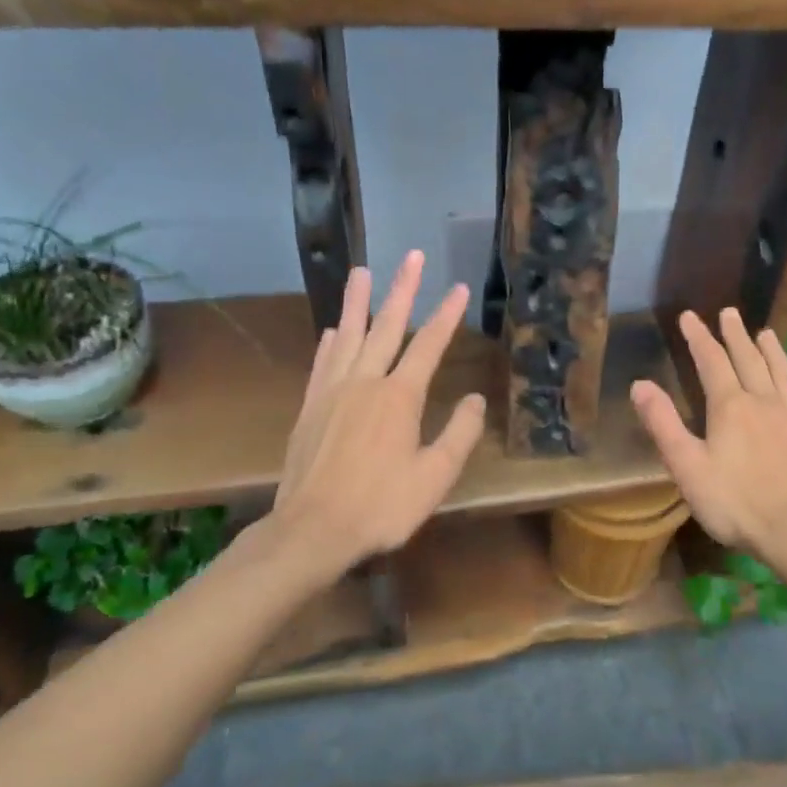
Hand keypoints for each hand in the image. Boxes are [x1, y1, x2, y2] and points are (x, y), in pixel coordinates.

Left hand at [267, 251, 485, 579]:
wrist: (312, 530)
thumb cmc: (381, 506)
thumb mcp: (435, 477)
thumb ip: (459, 434)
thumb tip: (476, 399)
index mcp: (399, 397)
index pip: (429, 345)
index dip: (446, 315)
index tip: (458, 287)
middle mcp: (365, 382)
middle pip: (387, 326)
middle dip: (402, 289)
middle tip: (412, 256)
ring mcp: (333, 392)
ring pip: (349, 335)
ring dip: (357, 302)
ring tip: (362, 271)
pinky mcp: (310, 407)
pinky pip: (322, 363)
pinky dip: (330, 342)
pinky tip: (333, 330)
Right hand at [630, 308, 786, 562]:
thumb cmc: (736, 503)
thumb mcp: (688, 467)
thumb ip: (664, 424)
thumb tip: (640, 384)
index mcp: (731, 407)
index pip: (711, 362)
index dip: (699, 337)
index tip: (690, 316)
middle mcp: (764, 401)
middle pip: (748, 359)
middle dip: (735, 335)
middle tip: (729, 312)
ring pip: (780, 372)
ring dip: (770, 350)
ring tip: (765, 332)